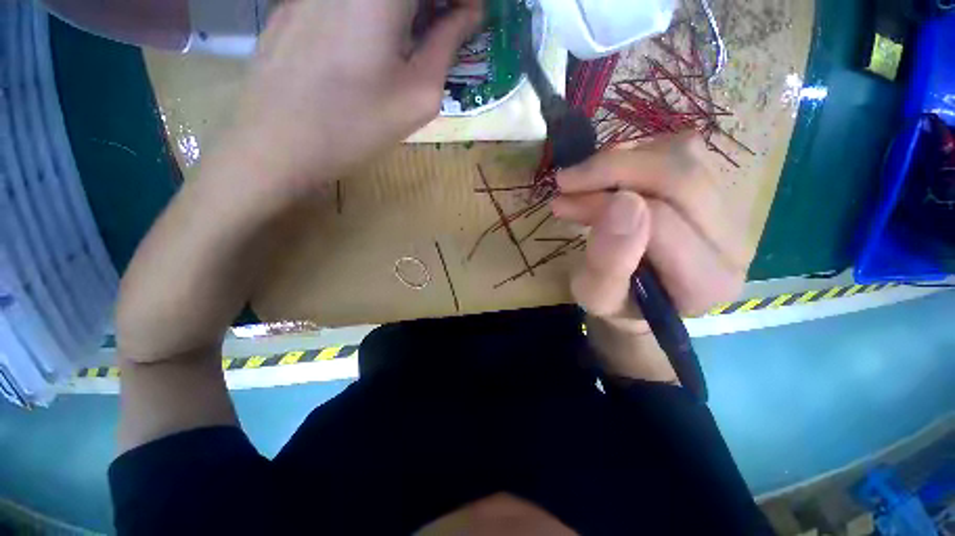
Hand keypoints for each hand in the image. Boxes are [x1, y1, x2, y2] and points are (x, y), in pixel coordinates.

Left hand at [225, 0, 481, 194]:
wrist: (277, 145)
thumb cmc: (356, 126)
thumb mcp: (418, 96)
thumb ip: (447, 46)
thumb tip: (468, 15)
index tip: (469, 17)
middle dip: (434, 3)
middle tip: (445, 29)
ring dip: (406, 9)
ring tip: (412, 40)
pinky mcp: (292, 1)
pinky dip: (373, 12)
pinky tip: (370, 45)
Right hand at [551, 134, 748, 379]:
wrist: (641, 297)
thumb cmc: (615, 301)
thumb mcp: (595, 295)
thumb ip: (606, 263)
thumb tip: (620, 202)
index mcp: (703, 282)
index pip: (659, 221)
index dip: (603, 204)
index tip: (562, 202)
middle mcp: (732, 243)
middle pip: (681, 177)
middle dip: (612, 170)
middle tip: (568, 180)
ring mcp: (732, 211)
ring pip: (684, 156)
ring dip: (624, 159)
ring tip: (589, 178)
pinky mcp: (722, 189)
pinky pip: (684, 149)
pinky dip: (638, 153)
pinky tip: (614, 175)